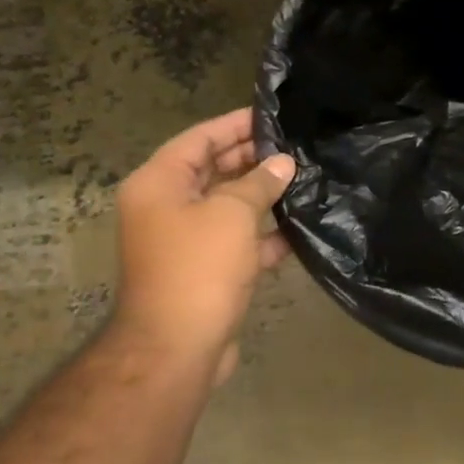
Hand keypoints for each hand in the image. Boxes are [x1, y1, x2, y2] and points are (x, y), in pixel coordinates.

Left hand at [109, 108, 293, 384]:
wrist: (178, 347)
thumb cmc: (199, 268)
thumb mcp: (232, 214)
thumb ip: (259, 182)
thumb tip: (283, 164)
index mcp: (159, 184)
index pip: (199, 139)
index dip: (235, 125)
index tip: (272, 116)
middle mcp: (166, 208)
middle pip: (212, 171)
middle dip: (253, 159)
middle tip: (295, 148)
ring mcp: (185, 242)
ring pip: (228, 207)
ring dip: (262, 197)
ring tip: (304, 181)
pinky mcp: (205, 271)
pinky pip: (237, 241)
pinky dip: (263, 234)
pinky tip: (298, 228)